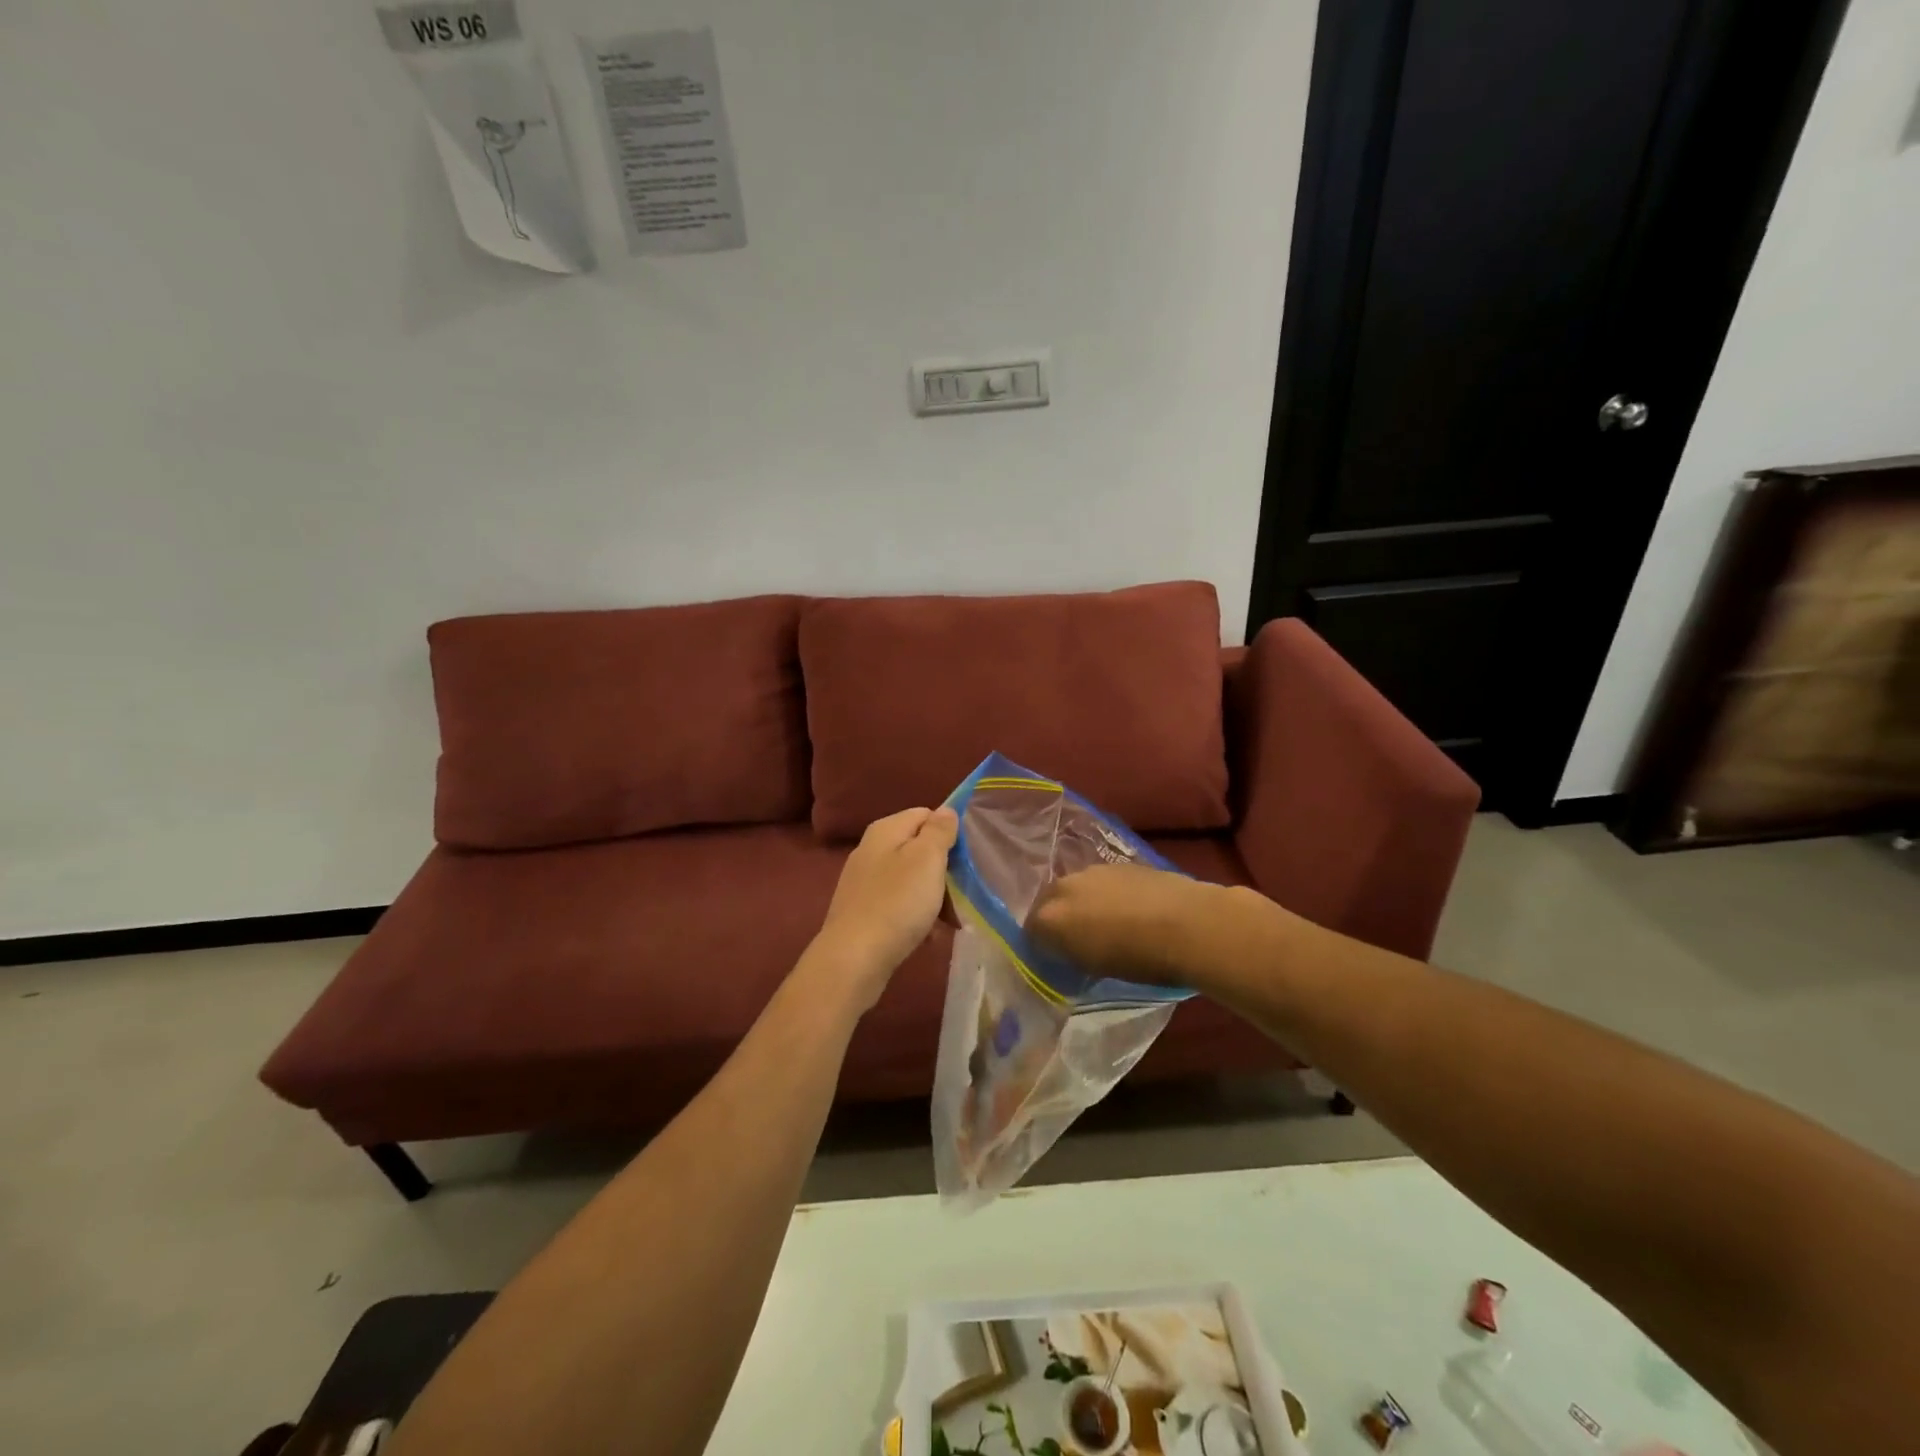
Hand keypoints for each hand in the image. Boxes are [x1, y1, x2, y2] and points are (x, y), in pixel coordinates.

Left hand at [808, 806, 958, 1010]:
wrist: (854, 959)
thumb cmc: (897, 903)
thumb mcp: (926, 859)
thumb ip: (939, 831)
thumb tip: (946, 810)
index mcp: (885, 830)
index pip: (925, 814)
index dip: (949, 833)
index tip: (966, 859)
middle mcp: (871, 849)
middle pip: (919, 849)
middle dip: (944, 871)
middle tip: (962, 895)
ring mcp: (864, 882)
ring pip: (911, 880)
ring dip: (934, 898)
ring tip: (950, 922)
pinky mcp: (863, 911)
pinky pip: (899, 905)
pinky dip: (916, 917)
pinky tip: (928, 937)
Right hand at [1027, 864, 1225, 987]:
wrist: (1189, 924)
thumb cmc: (1139, 959)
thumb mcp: (1094, 969)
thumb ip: (1070, 955)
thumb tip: (1065, 951)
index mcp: (1050, 917)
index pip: (1030, 932)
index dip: (1042, 947)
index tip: (1056, 960)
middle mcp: (1064, 887)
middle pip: (1049, 903)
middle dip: (1057, 919)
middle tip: (1077, 942)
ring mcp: (1093, 871)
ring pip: (1076, 889)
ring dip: (1083, 904)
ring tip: (1106, 925)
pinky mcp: (1121, 864)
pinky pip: (1101, 882)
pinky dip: (1106, 895)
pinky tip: (1128, 911)